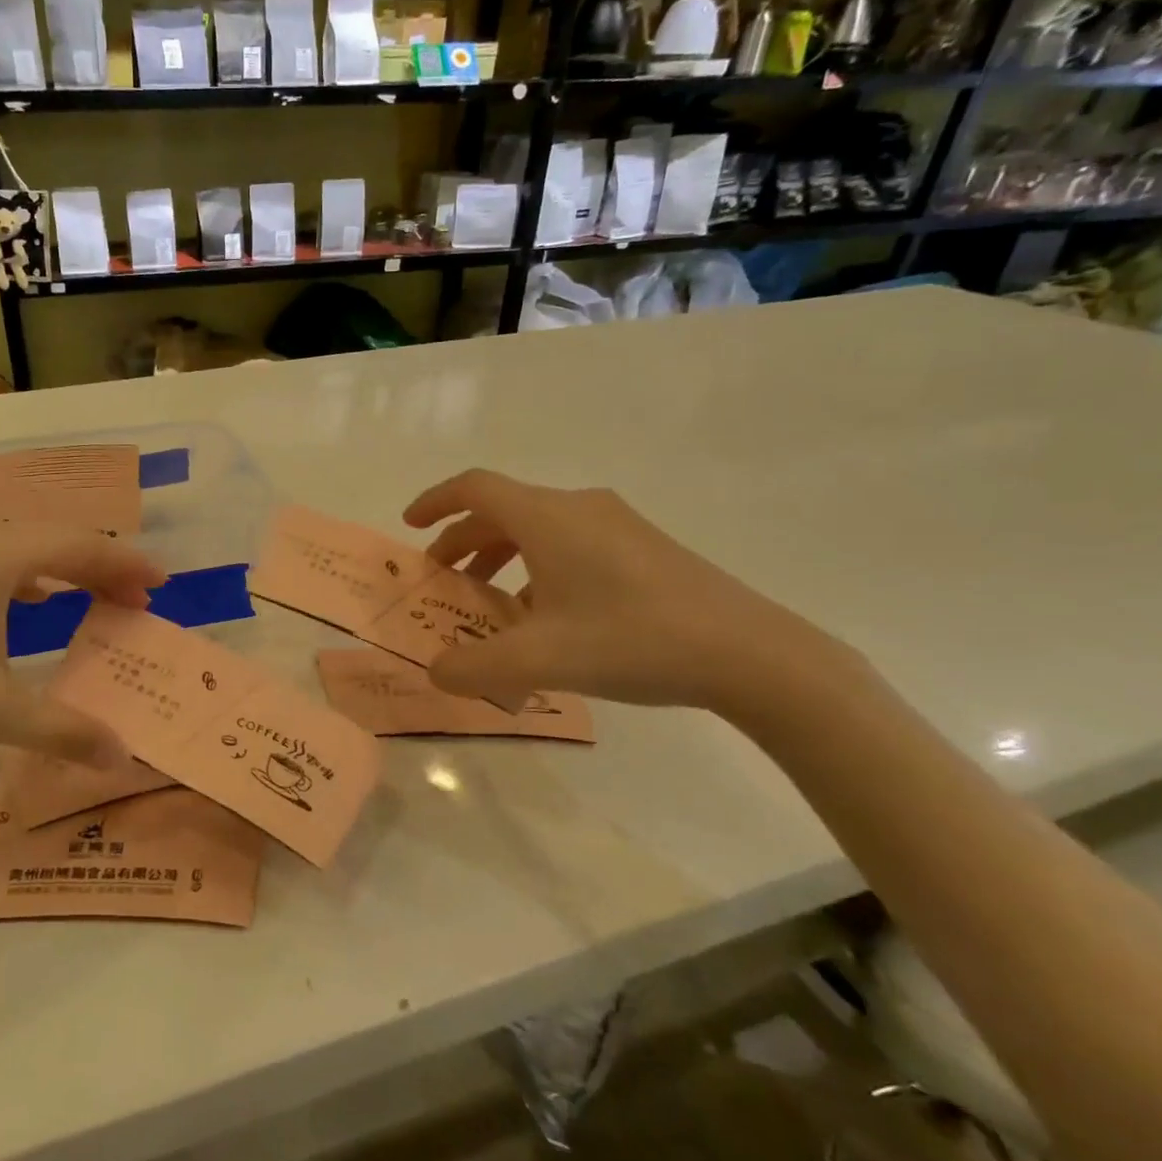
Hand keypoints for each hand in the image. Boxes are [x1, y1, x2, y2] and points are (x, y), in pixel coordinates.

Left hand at [0, 525, 164, 764]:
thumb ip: (62, 729)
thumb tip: (120, 756)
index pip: (80, 547)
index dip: (126, 564)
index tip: (162, 584)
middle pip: (55, 541)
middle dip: (102, 568)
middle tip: (137, 601)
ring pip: (22, 549)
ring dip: (65, 571)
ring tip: (96, 599)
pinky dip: (28, 576)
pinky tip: (33, 601)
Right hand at [403, 470, 846, 713]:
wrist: (751, 654)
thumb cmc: (632, 641)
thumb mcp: (538, 660)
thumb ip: (473, 667)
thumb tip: (436, 672)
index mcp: (548, 518)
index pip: (475, 488)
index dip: (435, 502)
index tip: (410, 526)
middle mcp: (579, 508)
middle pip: (502, 511)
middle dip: (462, 542)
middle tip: (442, 580)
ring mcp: (617, 525)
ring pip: (537, 529)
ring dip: (500, 557)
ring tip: (489, 603)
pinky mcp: (643, 548)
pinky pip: (570, 544)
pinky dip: (538, 569)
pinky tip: (546, 618)